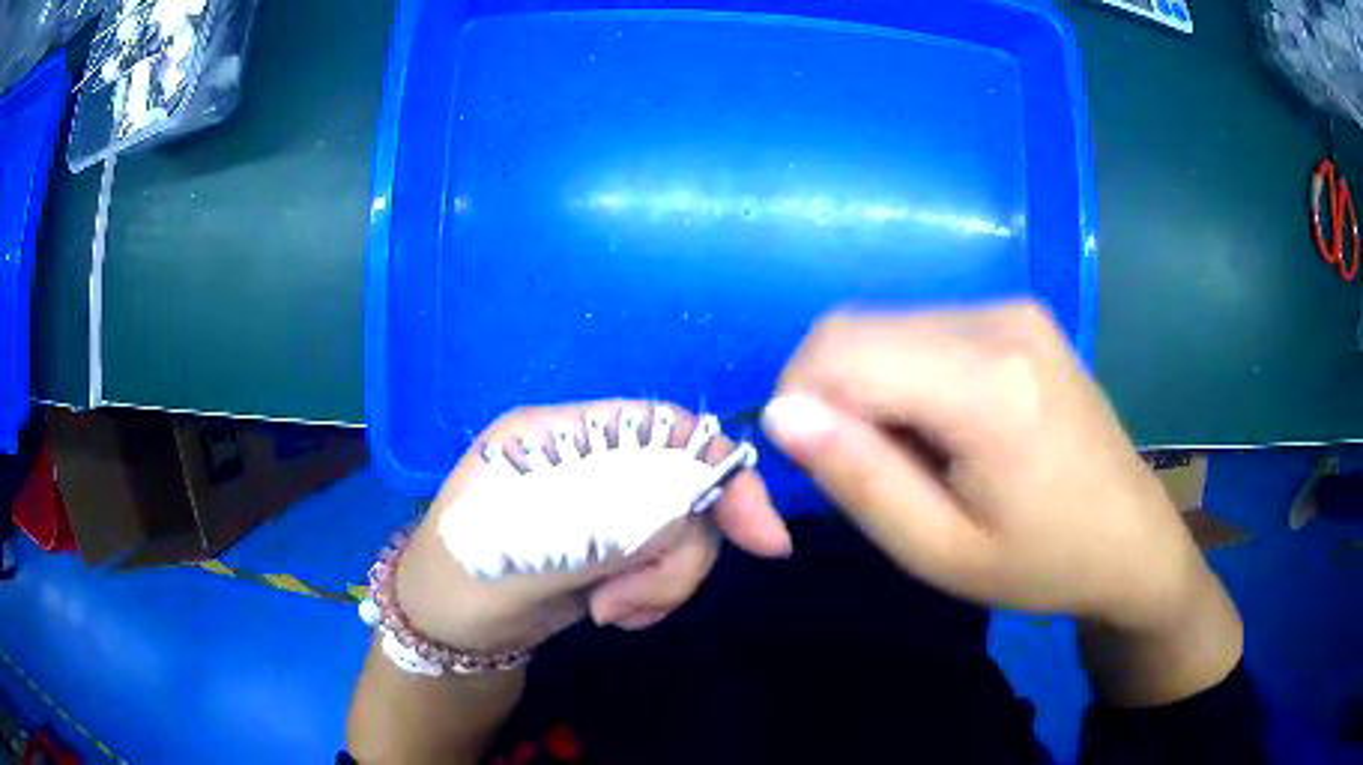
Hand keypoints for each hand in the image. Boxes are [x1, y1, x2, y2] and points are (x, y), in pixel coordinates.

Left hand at [394, 401, 791, 652]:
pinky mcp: (611, 542)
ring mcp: (600, 501)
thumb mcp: (523, 554)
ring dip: (662, 581)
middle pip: (680, 483)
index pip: (658, 428)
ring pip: (680, 527)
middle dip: (674, 554)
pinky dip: (656, 592)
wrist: (446, 635)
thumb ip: (604, 525)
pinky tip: (614, 613)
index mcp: (555, 435)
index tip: (763, 537)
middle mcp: (585, 459)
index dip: (719, 470)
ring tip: (612, 614)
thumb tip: (693, 508)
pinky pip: (665, 558)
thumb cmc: (462, 584)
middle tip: (628, 605)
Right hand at [761, 302, 1209, 632]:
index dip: (798, 402)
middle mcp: (999, 319)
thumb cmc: (1043, 563)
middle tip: (874, 472)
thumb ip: (858, 479)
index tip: (818, 467)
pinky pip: (923, 329)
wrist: (1133, 539)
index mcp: (988, 384)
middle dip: (832, 396)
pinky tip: (945, 426)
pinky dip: (904, 374)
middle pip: (856, 329)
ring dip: (869, 387)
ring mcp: (1013, 308)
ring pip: (884, 326)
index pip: (839, 351)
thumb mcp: (940, 552)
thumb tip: (782, 412)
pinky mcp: (1019, 314)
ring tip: (918, 456)